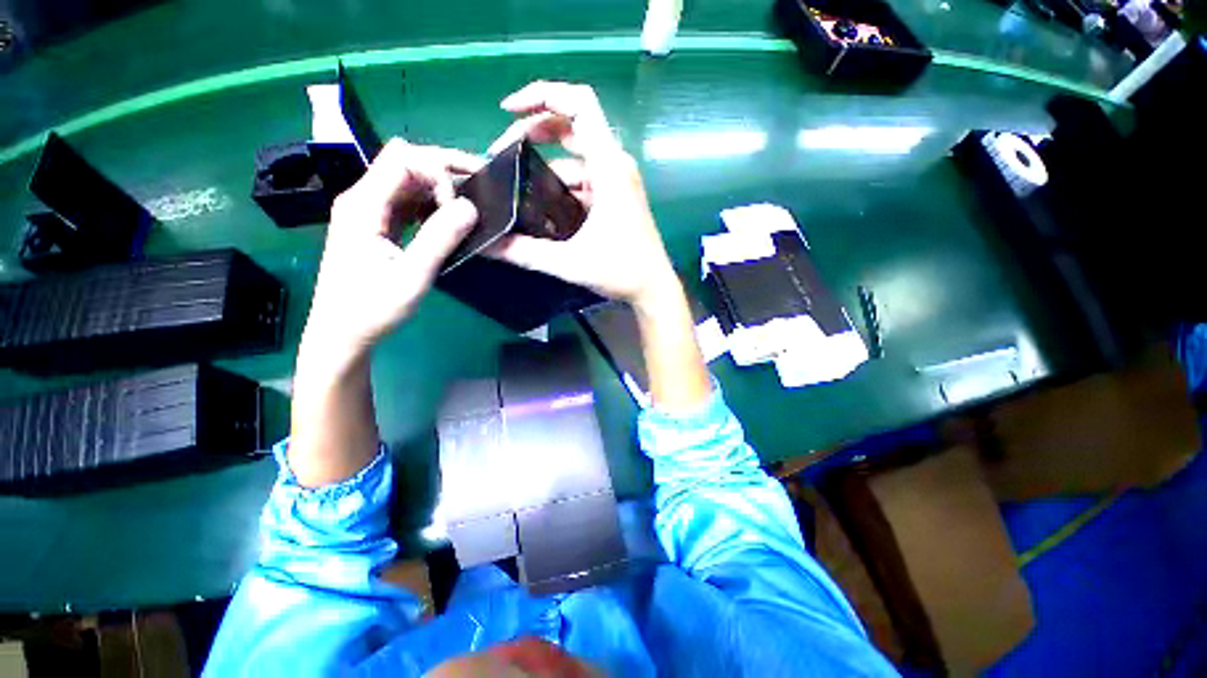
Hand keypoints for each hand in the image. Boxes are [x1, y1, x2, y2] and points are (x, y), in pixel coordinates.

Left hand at [304, 140, 482, 354]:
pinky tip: (448, 220)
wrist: (342, 333)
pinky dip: (431, 204)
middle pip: (405, 162)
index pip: (403, 160)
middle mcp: (363, 199)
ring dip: (440, 187)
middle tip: (480, 185)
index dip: (438, 171)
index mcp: (363, 204)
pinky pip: (407, 201)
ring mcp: (369, 211)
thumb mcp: (412, 275)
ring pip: (408, 180)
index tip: (462, 205)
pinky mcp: (377, 225)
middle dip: (444, 169)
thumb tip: (471, 207)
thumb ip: (440, 238)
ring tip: (470, 204)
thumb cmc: (372, 308)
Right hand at [485, 81, 679, 310]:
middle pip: (571, 127)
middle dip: (531, 132)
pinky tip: (540, 206)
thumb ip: (525, 253)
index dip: (542, 95)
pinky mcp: (615, 196)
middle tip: (500, 154)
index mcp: (609, 168)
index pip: (579, 105)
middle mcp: (615, 165)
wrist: (653, 288)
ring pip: (574, 158)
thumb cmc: (621, 272)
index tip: (507, 110)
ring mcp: (616, 181)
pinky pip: (582, 180)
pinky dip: (560, 186)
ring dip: (543, 166)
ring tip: (513, 186)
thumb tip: (486, 245)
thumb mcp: (569, 262)